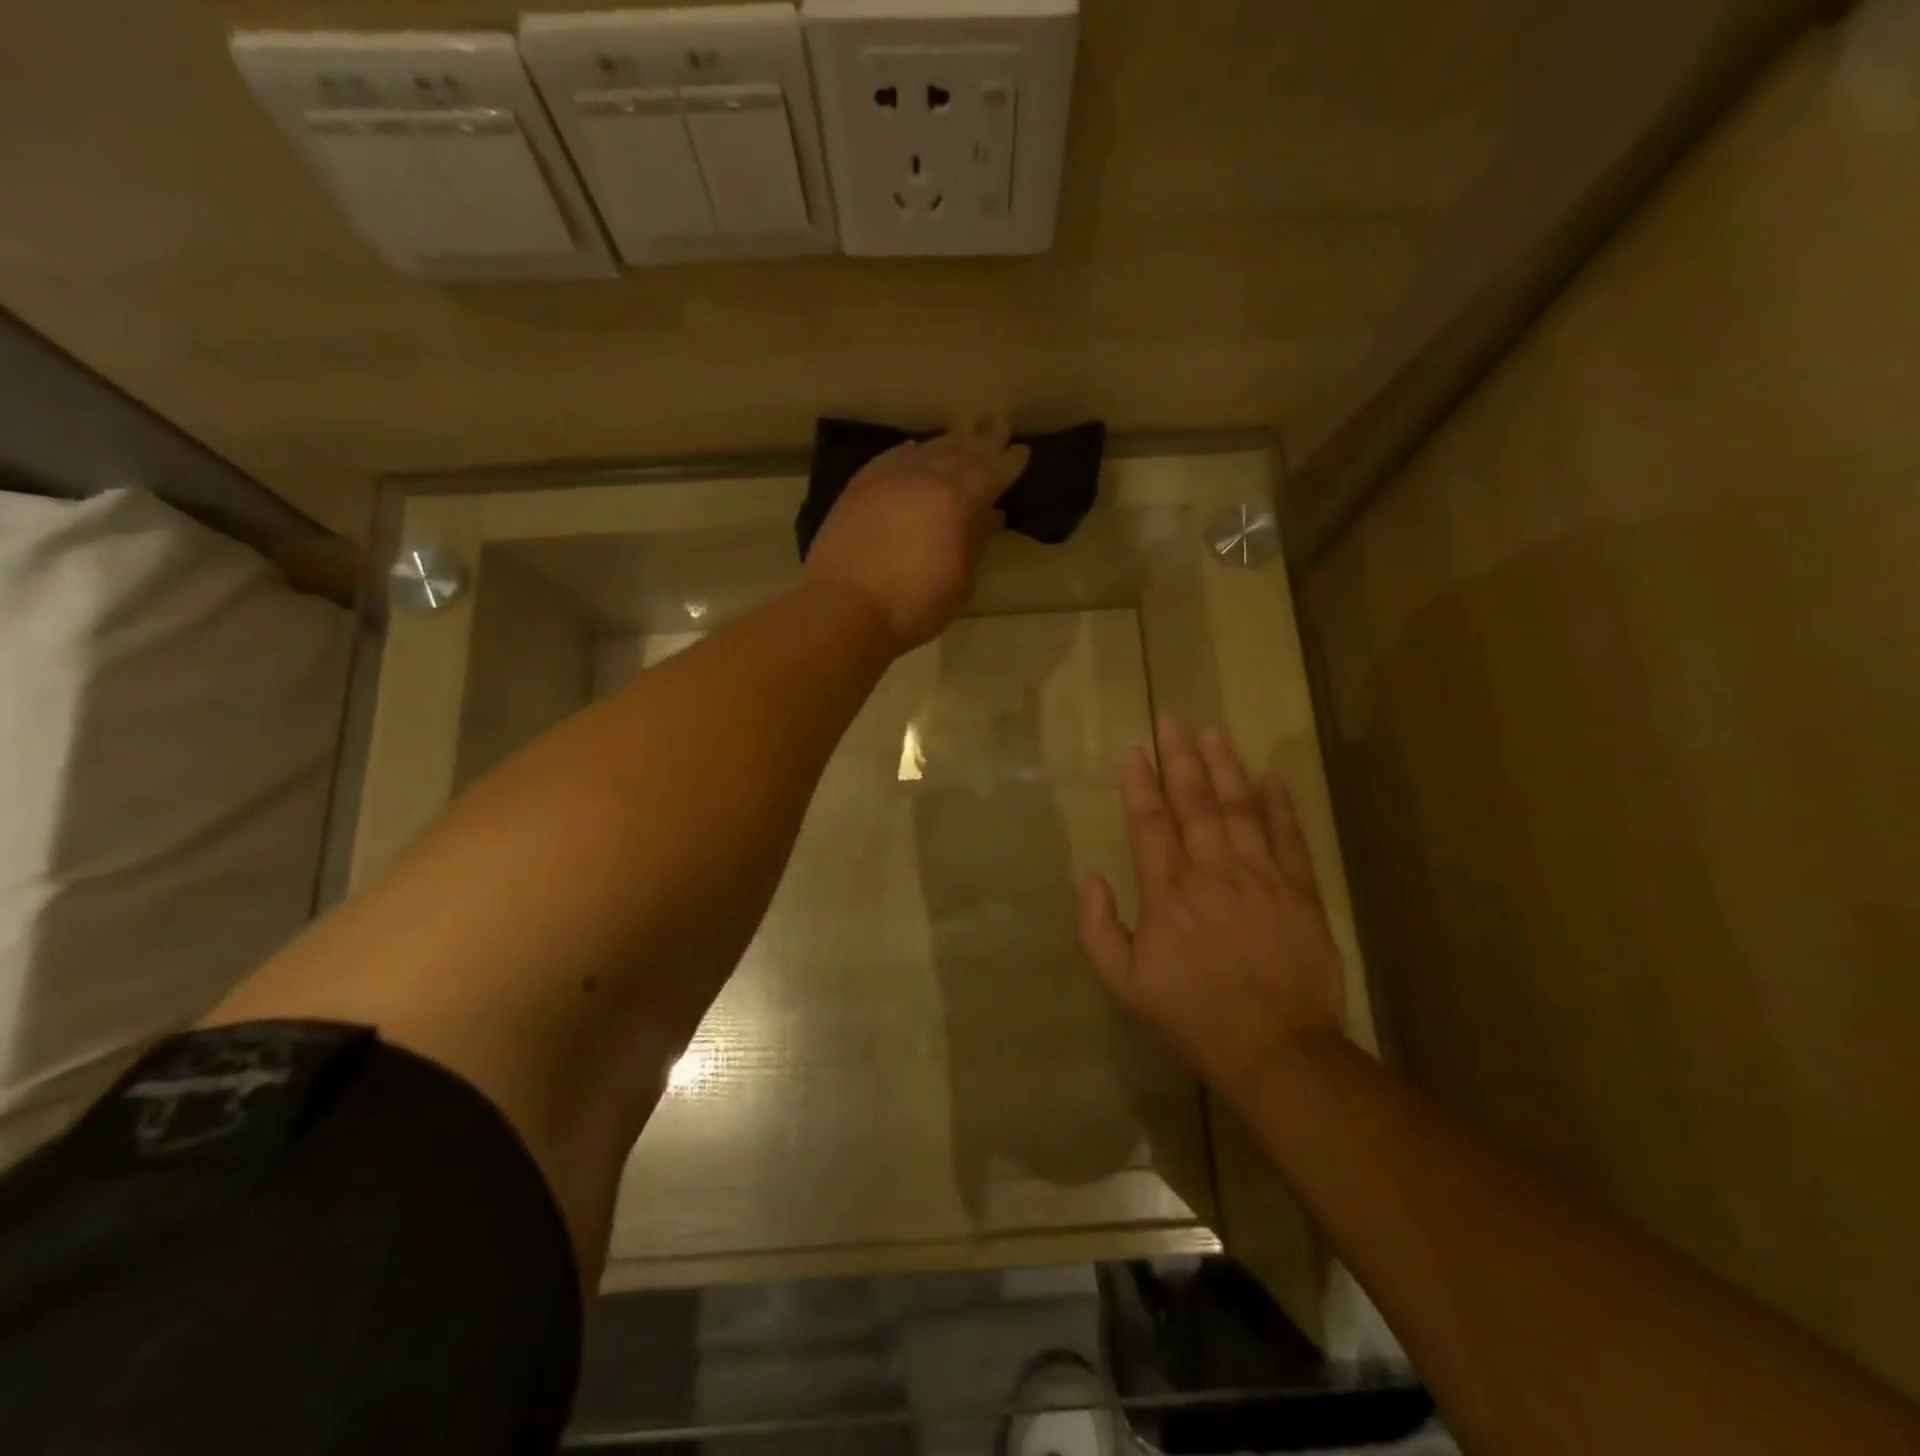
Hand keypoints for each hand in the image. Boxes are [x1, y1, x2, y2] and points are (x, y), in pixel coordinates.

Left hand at [804, 416, 1029, 652]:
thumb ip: (976, 542)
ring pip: (926, 450)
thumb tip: (990, 515)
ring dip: (949, 442)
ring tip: (964, 433)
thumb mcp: (959, 581)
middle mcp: (925, 477)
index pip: (991, 472)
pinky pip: (891, 458)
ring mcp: (888, 478)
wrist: (844, 608)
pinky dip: (909, 452)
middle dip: (983, 439)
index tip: (1022, 450)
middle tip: (1000, 424)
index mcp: (957, 499)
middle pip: (960, 450)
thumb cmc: (913, 605)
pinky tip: (914, 449)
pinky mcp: (859, 487)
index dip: (1009, 462)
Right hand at [1077, 716, 1347, 1104]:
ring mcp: (1262, 877)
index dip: (1140, 784)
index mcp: (1168, 893)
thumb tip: (1089, 877)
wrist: (1276, 1050)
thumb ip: (1097, 928)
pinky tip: (1270, 777)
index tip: (1134, 751)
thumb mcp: (1124, 984)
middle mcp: (1213, 873)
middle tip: (1172, 721)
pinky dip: (1279, 805)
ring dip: (1225, 768)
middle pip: (1195, 803)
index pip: (1150, 823)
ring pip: (1241, 809)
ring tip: (1213, 734)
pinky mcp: (1301, 891)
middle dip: (1180, 759)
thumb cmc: (1192, 1016)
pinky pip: (1289, 837)